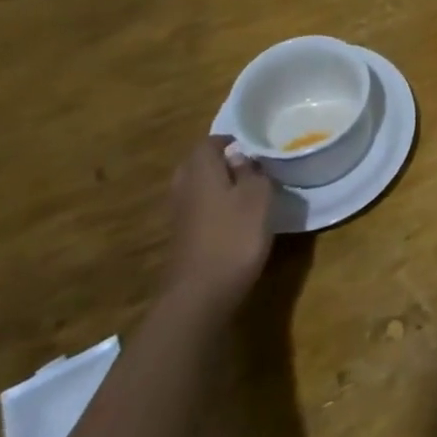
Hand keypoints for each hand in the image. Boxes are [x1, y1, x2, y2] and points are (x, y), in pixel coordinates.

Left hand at [164, 137, 274, 319]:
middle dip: (220, 161)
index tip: (254, 148)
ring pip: (196, 188)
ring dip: (217, 185)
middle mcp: (184, 187)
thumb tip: (241, 156)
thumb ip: (252, 171)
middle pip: (198, 164)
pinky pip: (197, 210)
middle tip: (249, 166)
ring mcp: (179, 215)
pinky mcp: (182, 238)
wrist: (200, 296)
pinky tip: (234, 219)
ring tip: (245, 192)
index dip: (231, 141)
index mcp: (201, 170)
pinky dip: (213, 207)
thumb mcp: (258, 196)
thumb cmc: (234, 236)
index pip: (209, 142)